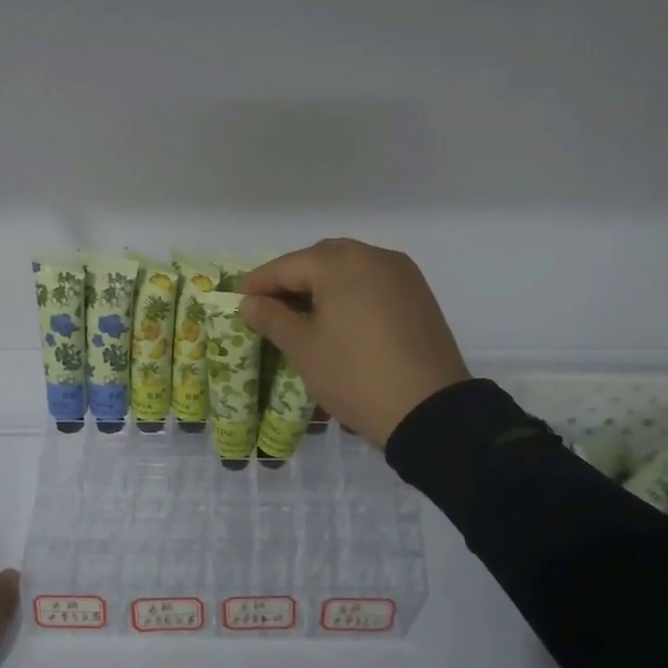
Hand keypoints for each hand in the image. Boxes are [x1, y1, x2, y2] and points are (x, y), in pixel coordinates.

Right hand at [240, 238, 469, 447]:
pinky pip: (374, 284)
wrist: (429, 410)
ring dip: (323, 285)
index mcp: (341, 262)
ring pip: (351, 269)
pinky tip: (340, 320)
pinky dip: (351, 294)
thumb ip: (272, 318)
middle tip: (270, 306)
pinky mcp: (419, 296)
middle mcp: (374, 256)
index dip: (259, 282)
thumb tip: (250, 302)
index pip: (288, 265)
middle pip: (321, 259)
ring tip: (303, 315)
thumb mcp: (303, 348)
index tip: (238, 299)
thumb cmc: (354, 374)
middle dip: (293, 279)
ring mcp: (402, 275)